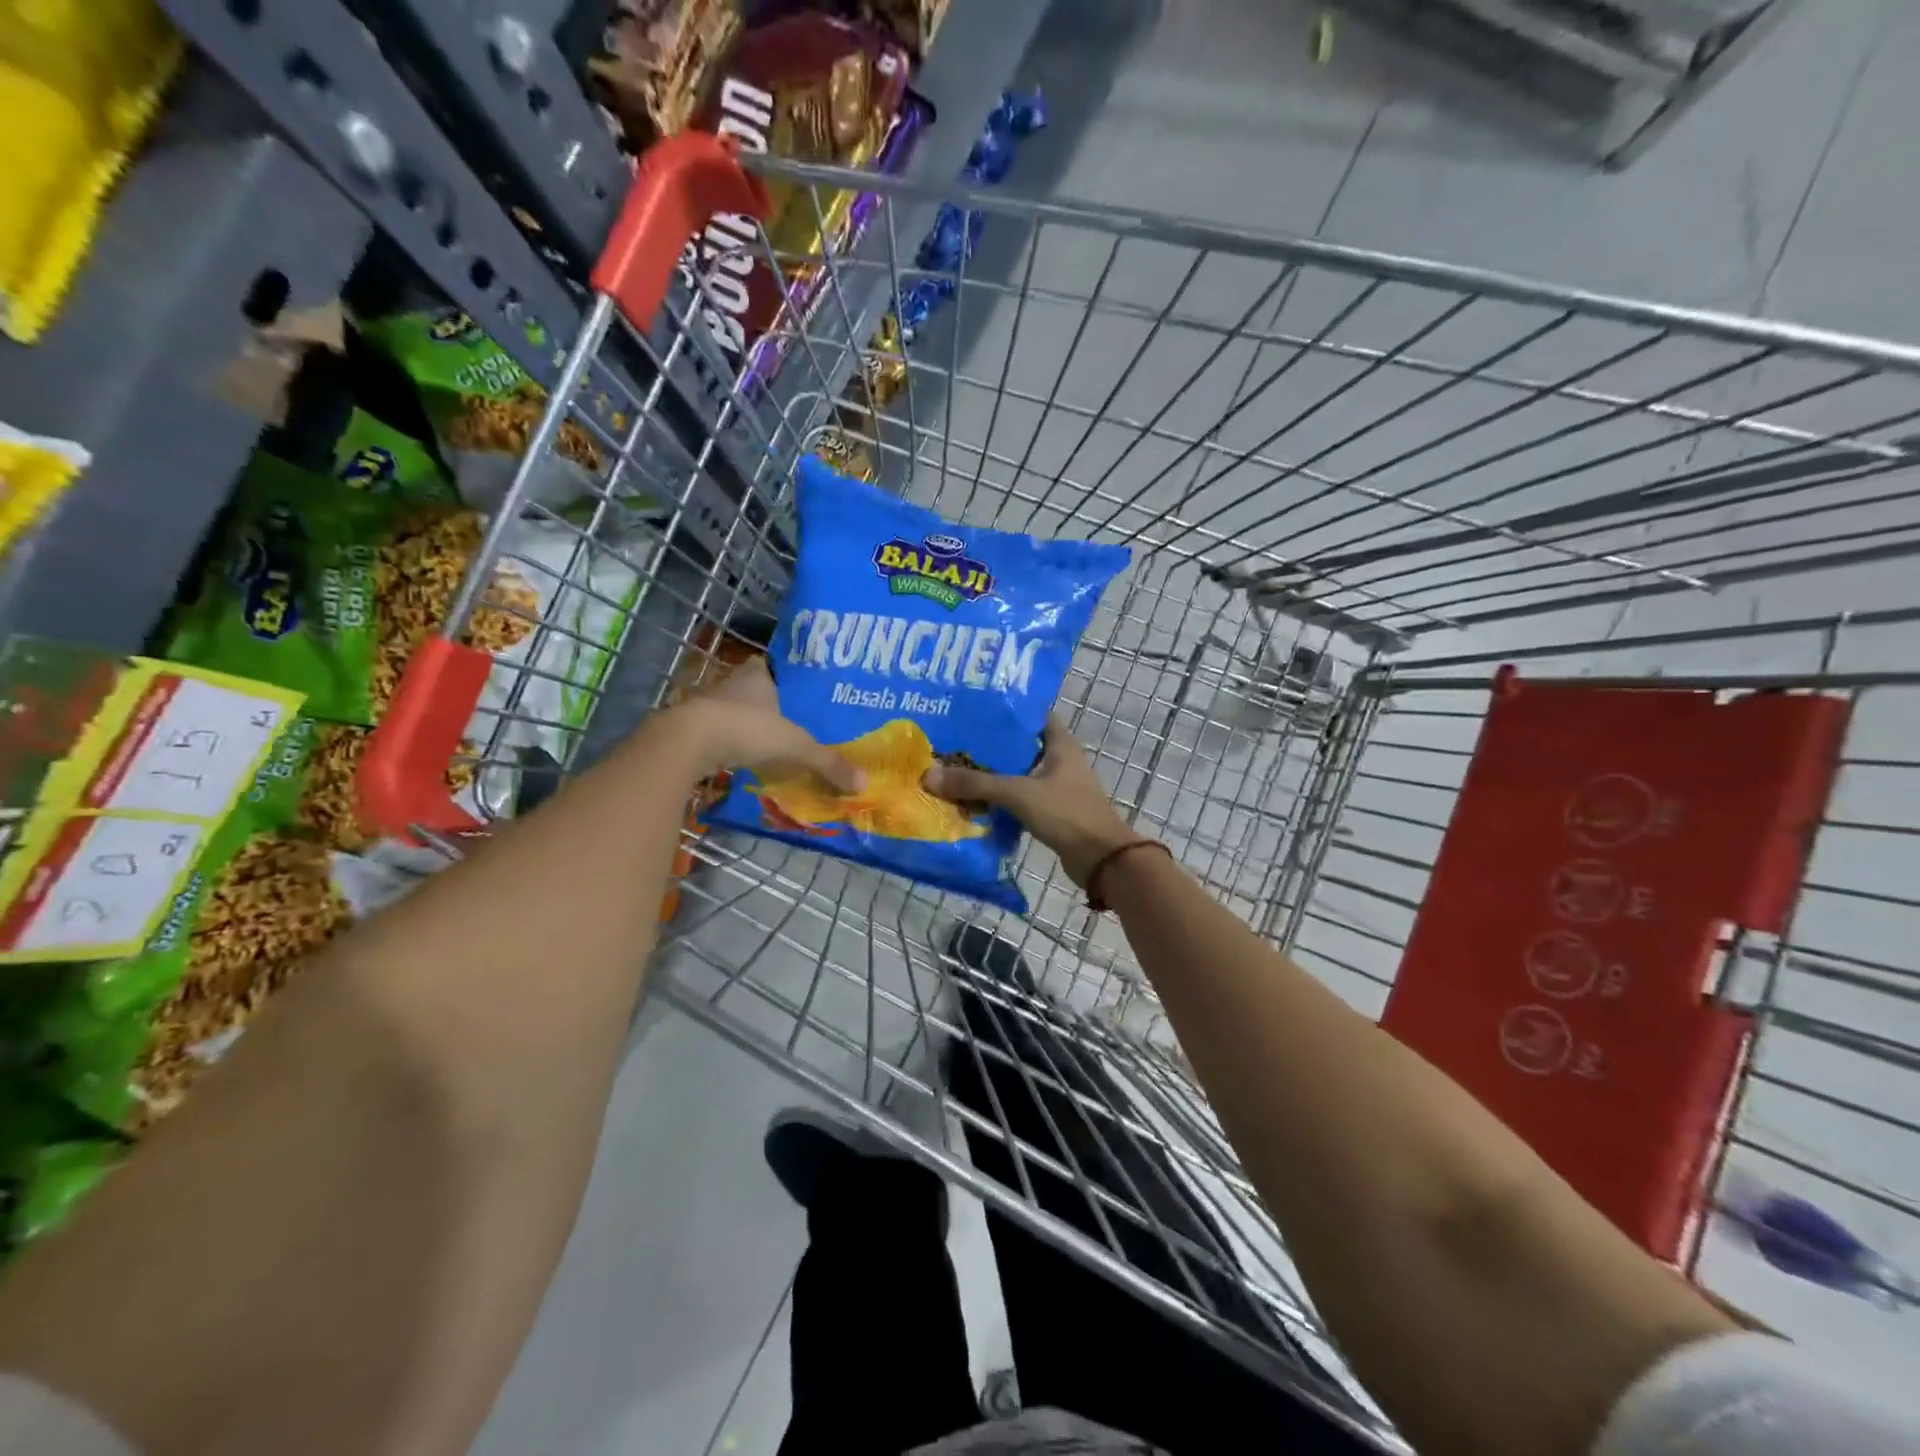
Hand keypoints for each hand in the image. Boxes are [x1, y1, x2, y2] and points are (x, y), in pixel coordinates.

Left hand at [676, 657, 864, 791]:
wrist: (688, 742)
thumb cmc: (746, 728)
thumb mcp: (795, 746)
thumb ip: (828, 762)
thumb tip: (864, 783)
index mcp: (757, 674)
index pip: (776, 666)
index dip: (789, 678)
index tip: (805, 692)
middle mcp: (733, 683)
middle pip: (758, 690)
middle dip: (774, 705)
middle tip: (799, 721)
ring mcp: (710, 705)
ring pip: (738, 712)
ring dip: (752, 726)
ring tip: (777, 742)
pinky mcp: (695, 729)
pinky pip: (722, 733)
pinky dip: (734, 744)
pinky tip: (748, 758)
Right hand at [922, 716, 1139, 885]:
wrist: (1101, 860)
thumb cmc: (1066, 814)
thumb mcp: (1017, 793)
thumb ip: (975, 783)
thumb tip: (929, 775)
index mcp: (1059, 743)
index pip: (1031, 714)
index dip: (1004, 709)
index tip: (971, 708)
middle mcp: (1059, 759)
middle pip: (1018, 745)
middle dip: (987, 744)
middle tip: (951, 739)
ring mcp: (1056, 786)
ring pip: (1016, 773)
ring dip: (991, 773)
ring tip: (953, 768)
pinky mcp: (1051, 810)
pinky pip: (1018, 797)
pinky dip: (998, 797)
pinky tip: (972, 800)